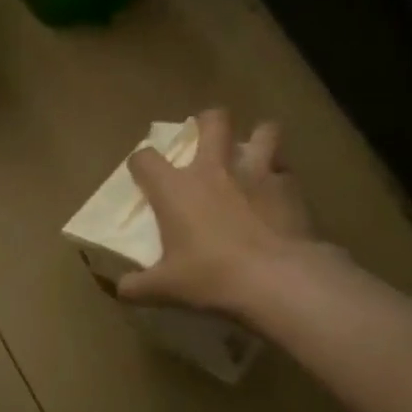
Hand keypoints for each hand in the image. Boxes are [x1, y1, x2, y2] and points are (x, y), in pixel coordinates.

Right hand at [118, 108, 315, 317]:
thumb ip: (139, 286)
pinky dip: (282, 177)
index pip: (145, 158)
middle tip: (207, 137)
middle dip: (209, 121)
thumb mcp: (166, 288)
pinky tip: (280, 195)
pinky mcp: (290, 188)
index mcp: (175, 188)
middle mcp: (214, 169)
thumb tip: (121, 290)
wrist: (276, 279)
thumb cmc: (211, 277)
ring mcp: (256, 173)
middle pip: (213, 121)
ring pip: (264, 131)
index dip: (140, 162)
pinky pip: (286, 171)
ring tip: (255, 155)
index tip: (142, 173)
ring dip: (258, 139)